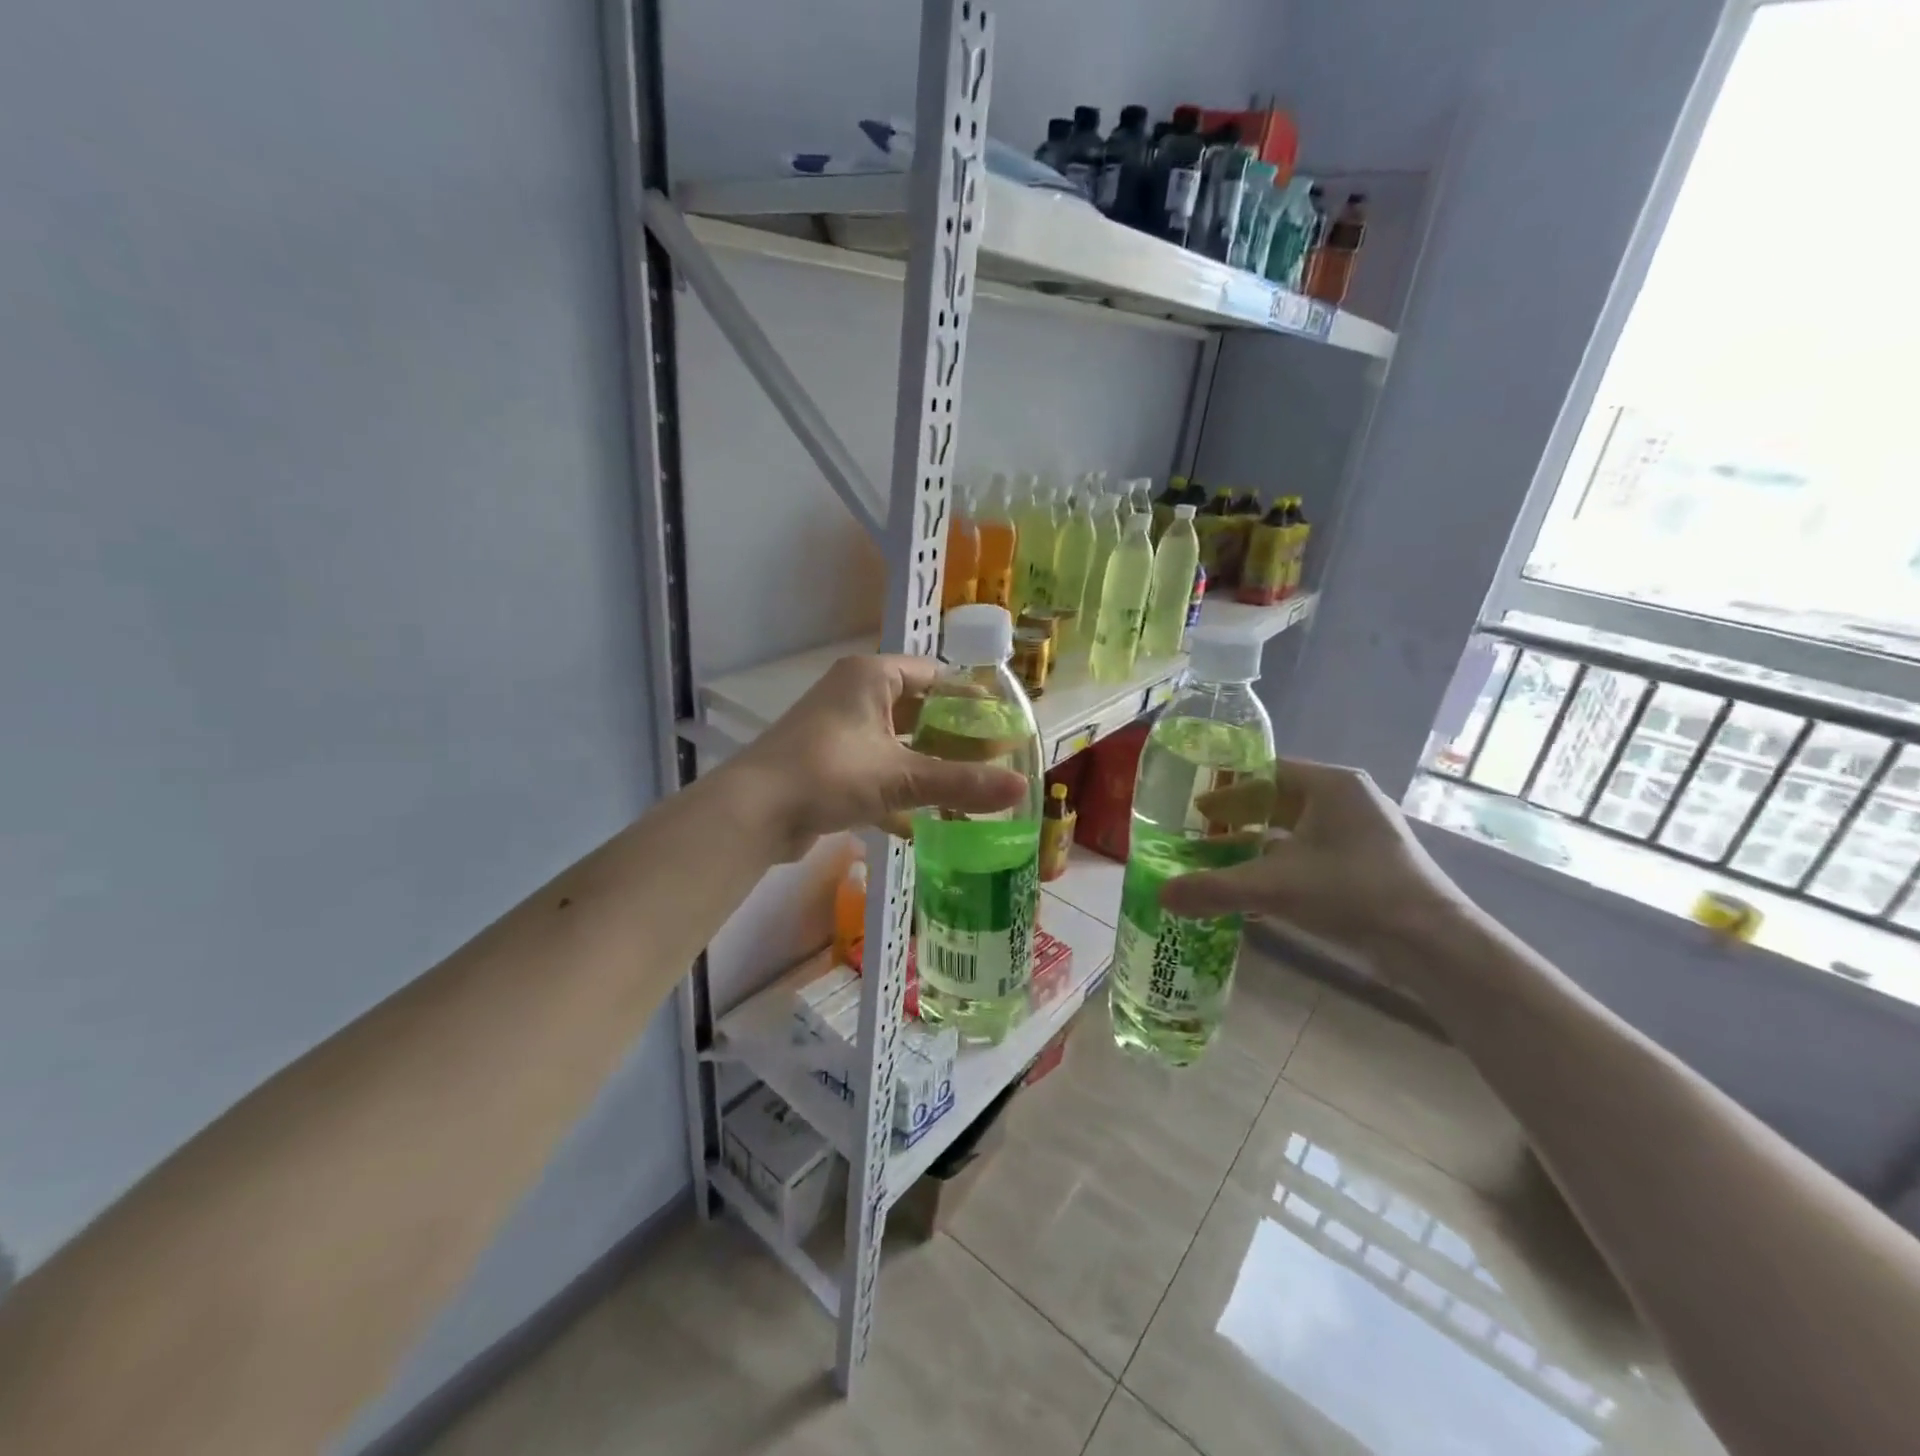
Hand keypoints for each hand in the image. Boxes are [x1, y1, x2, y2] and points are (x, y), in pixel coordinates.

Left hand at [727, 654, 1026, 859]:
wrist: (753, 813)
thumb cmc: (829, 774)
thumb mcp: (901, 776)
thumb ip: (961, 782)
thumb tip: (1023, 788)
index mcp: (872, 678)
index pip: (935, 675)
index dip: (971, 697)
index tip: (1003, 721)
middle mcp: (854, 695)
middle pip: (918, 709)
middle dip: (953, 735)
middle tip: (994, 758)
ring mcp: (839, 730)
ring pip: (898, 742)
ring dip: (928, 764)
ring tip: (968, 786)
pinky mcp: (829, 764)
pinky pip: (877, 768)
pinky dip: (900, 788)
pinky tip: (926, 819)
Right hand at [1159, 757, 1479, 967]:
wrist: (1434, 945)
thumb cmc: (1352, 893)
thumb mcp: (1274, 887)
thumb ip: (1214, 888)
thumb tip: (1161, 895)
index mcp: (1331, 785)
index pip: (1266, 772)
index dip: (1227, 789)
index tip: (1195, 808)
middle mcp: (1350, 799)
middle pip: (1280, 800)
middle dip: (1239, 819)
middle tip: (1200, 835)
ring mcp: (1365, 832)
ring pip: (1297, 830)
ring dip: (1259, 845)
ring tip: (1221, 862)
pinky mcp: (1372, 862)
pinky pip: (1315, 852)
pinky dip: (1283, 865)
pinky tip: (1258, 891)